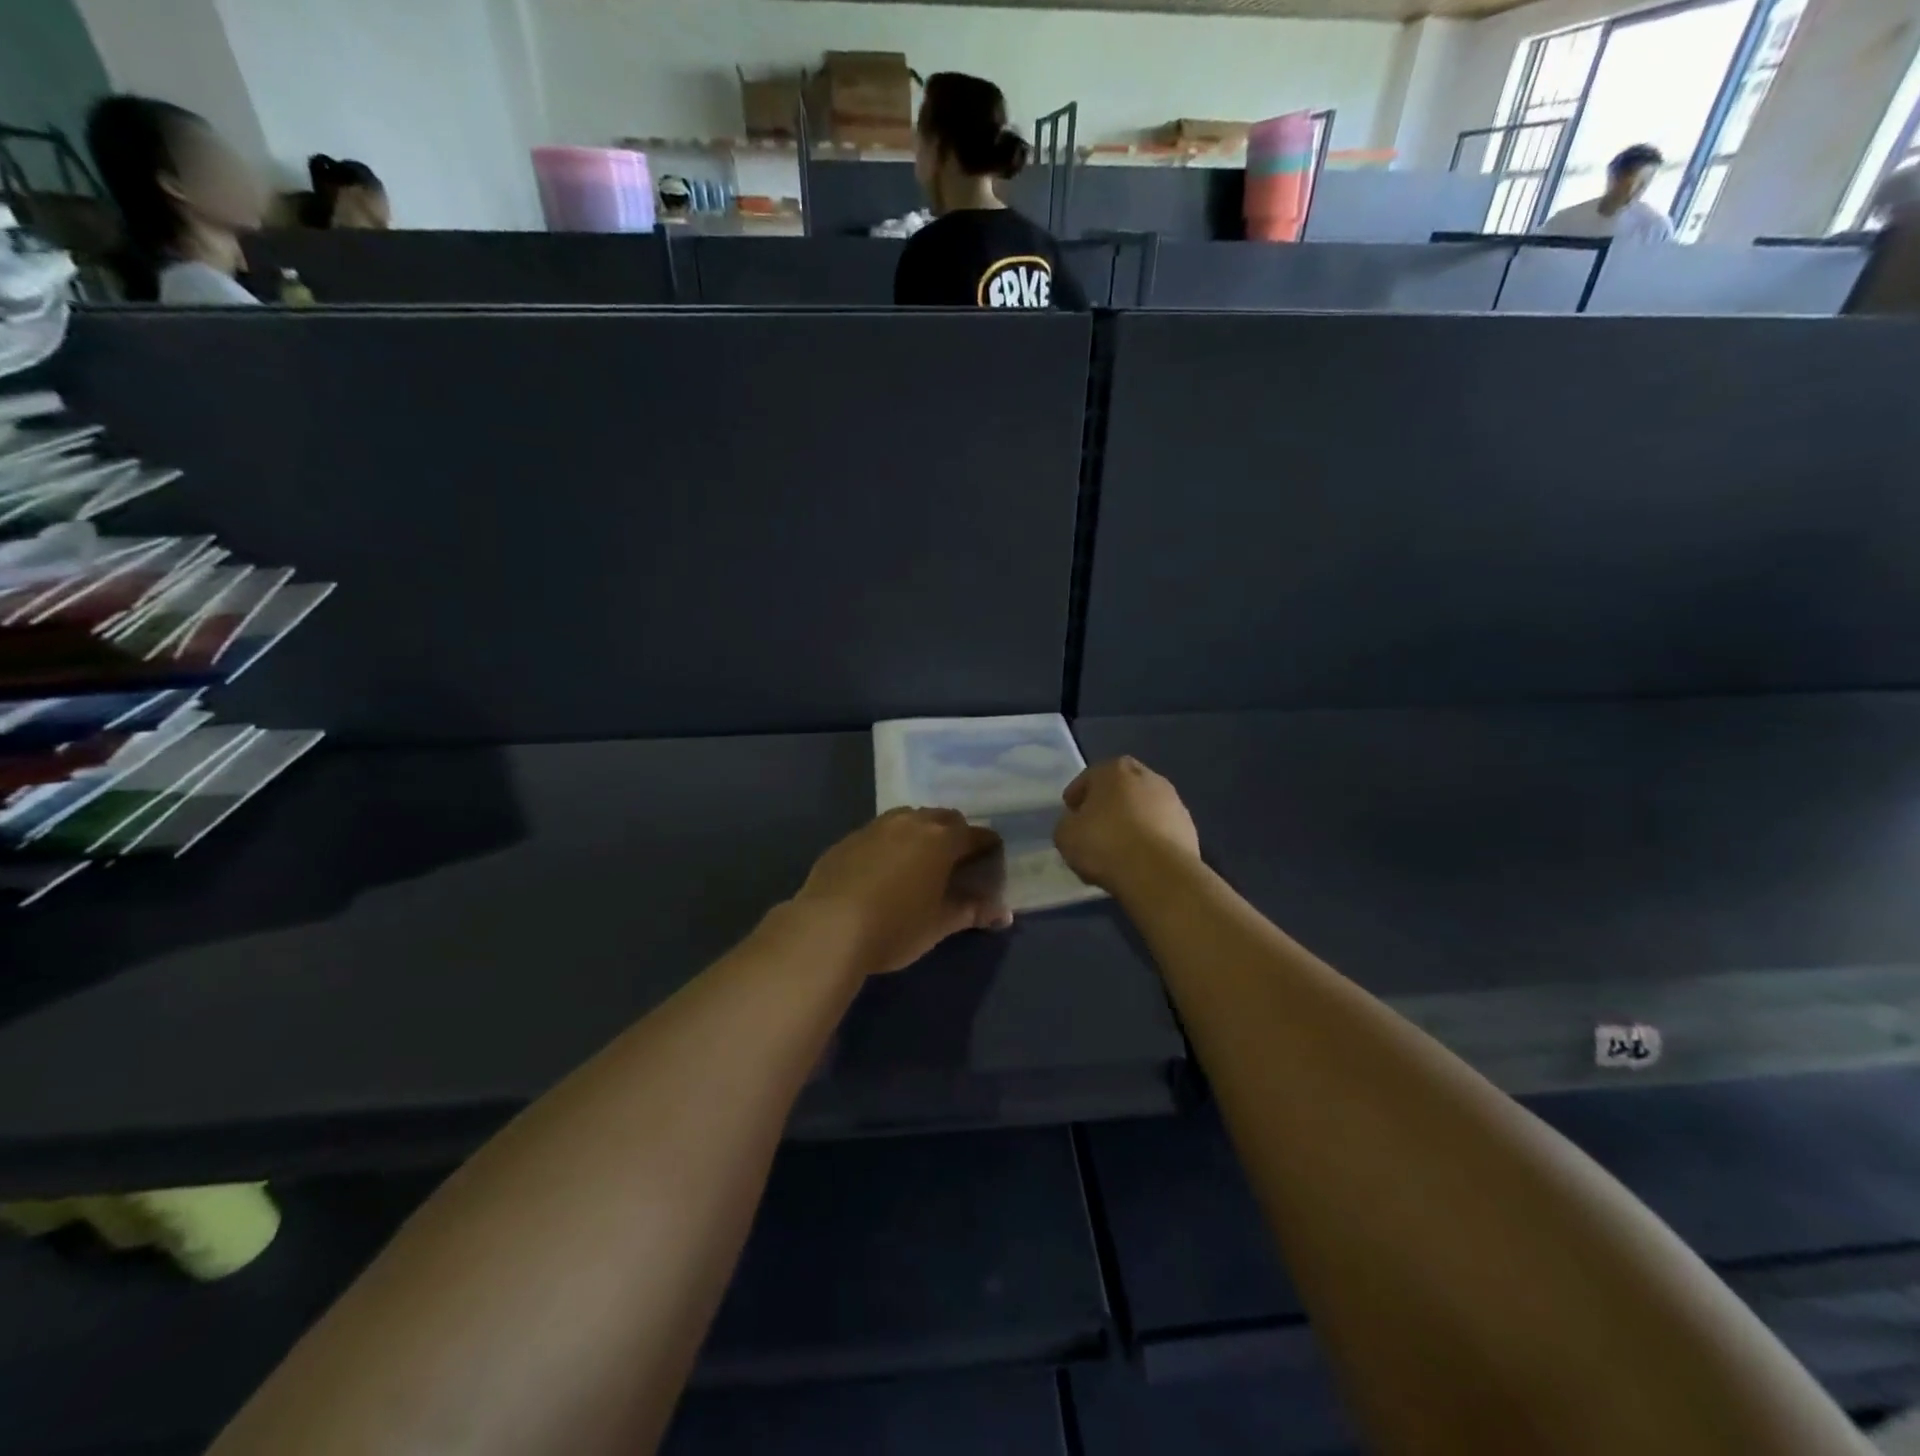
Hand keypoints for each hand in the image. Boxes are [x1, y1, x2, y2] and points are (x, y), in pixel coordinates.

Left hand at [792, 808, 1011, 975]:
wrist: (827, 928)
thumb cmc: (895, 927)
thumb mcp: (939, 925)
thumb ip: (971, 911)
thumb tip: (1003, 912)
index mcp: (941, 839)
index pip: (976, 834)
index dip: (988, 847)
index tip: (991, 862)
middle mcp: (910, 822)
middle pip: (943, 817)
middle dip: (955, 834)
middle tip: (956, 863)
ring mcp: (876, 827)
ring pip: (909, 818)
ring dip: (921, 833)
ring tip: (919, 863)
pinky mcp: (848, 839)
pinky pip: (879, 832)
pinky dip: (890, 844)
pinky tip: (883, 871)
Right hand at [1054, 757, 1200, 892]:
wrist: (1158, 874)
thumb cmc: (1105, 844)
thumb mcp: (1065, 835)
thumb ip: (1068, 823)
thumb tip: (1077, 824)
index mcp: (1115, 770)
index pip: (1089, 778)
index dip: (1077, 796)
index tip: (1071, 814)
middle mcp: (1148, 777)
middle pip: (1121, 789)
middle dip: (1108, 805)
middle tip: (1095, 828)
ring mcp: (1173, 801)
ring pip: (1143, 808)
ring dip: (1132, 822)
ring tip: (1119, 848)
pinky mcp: (1189, 828)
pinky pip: (1160, 830)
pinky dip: (1149, 839)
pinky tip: (1139, 859)